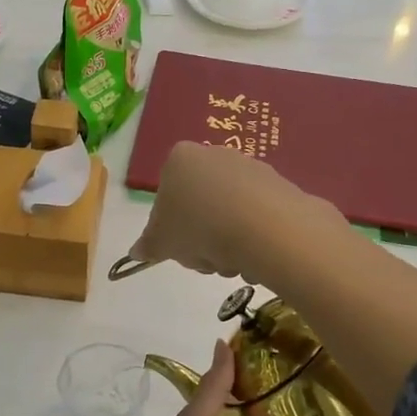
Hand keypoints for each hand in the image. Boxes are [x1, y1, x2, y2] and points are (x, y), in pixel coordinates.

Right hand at [126, 143, 338, 280]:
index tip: (179, 247)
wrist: (264, 228)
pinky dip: (253, 237)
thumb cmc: (199, 228)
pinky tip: (256, 255)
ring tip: (232, 261)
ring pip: (228, 214)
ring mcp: (250, 167)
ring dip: (226, 243)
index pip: (167, 194)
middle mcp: (215, 154)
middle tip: (205, 259)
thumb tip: (137, 252)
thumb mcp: (161, 242)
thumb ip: (147, 245)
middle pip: (199, 205)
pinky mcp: (279, 184)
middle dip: (201, 237)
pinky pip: (257, 216)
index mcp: (180, 159)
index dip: (170, 226)